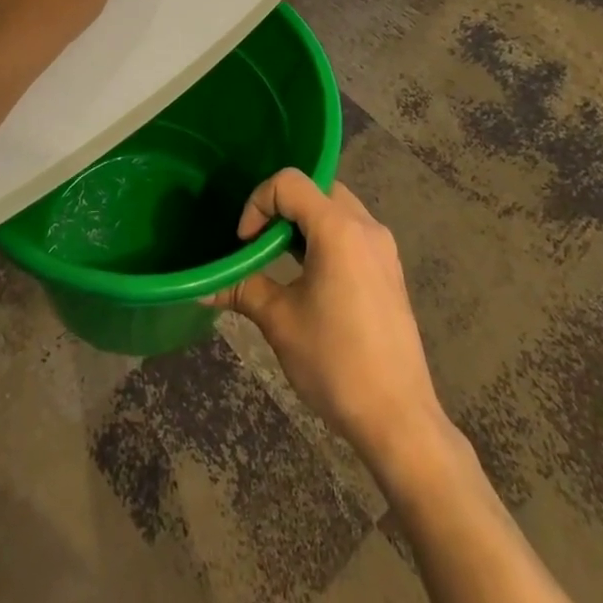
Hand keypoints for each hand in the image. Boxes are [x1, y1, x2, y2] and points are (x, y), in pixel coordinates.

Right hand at [209, 169, 446, 468]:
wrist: (399, 419)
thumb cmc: (336, 363)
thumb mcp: (280, 322)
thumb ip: (243, 289)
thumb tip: (203, 286)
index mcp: (339, 228)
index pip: (289, 183)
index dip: (258, 203)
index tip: (244, 243)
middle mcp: (365, 226)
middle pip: (315, 188)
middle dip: (280, 207)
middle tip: (259, 242)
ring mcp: (382, 247)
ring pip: (335, 207)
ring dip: (303, 221)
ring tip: (279, 258)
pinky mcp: (389, 269)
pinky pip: (351, 231)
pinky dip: (324, 237)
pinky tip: (309, 275)